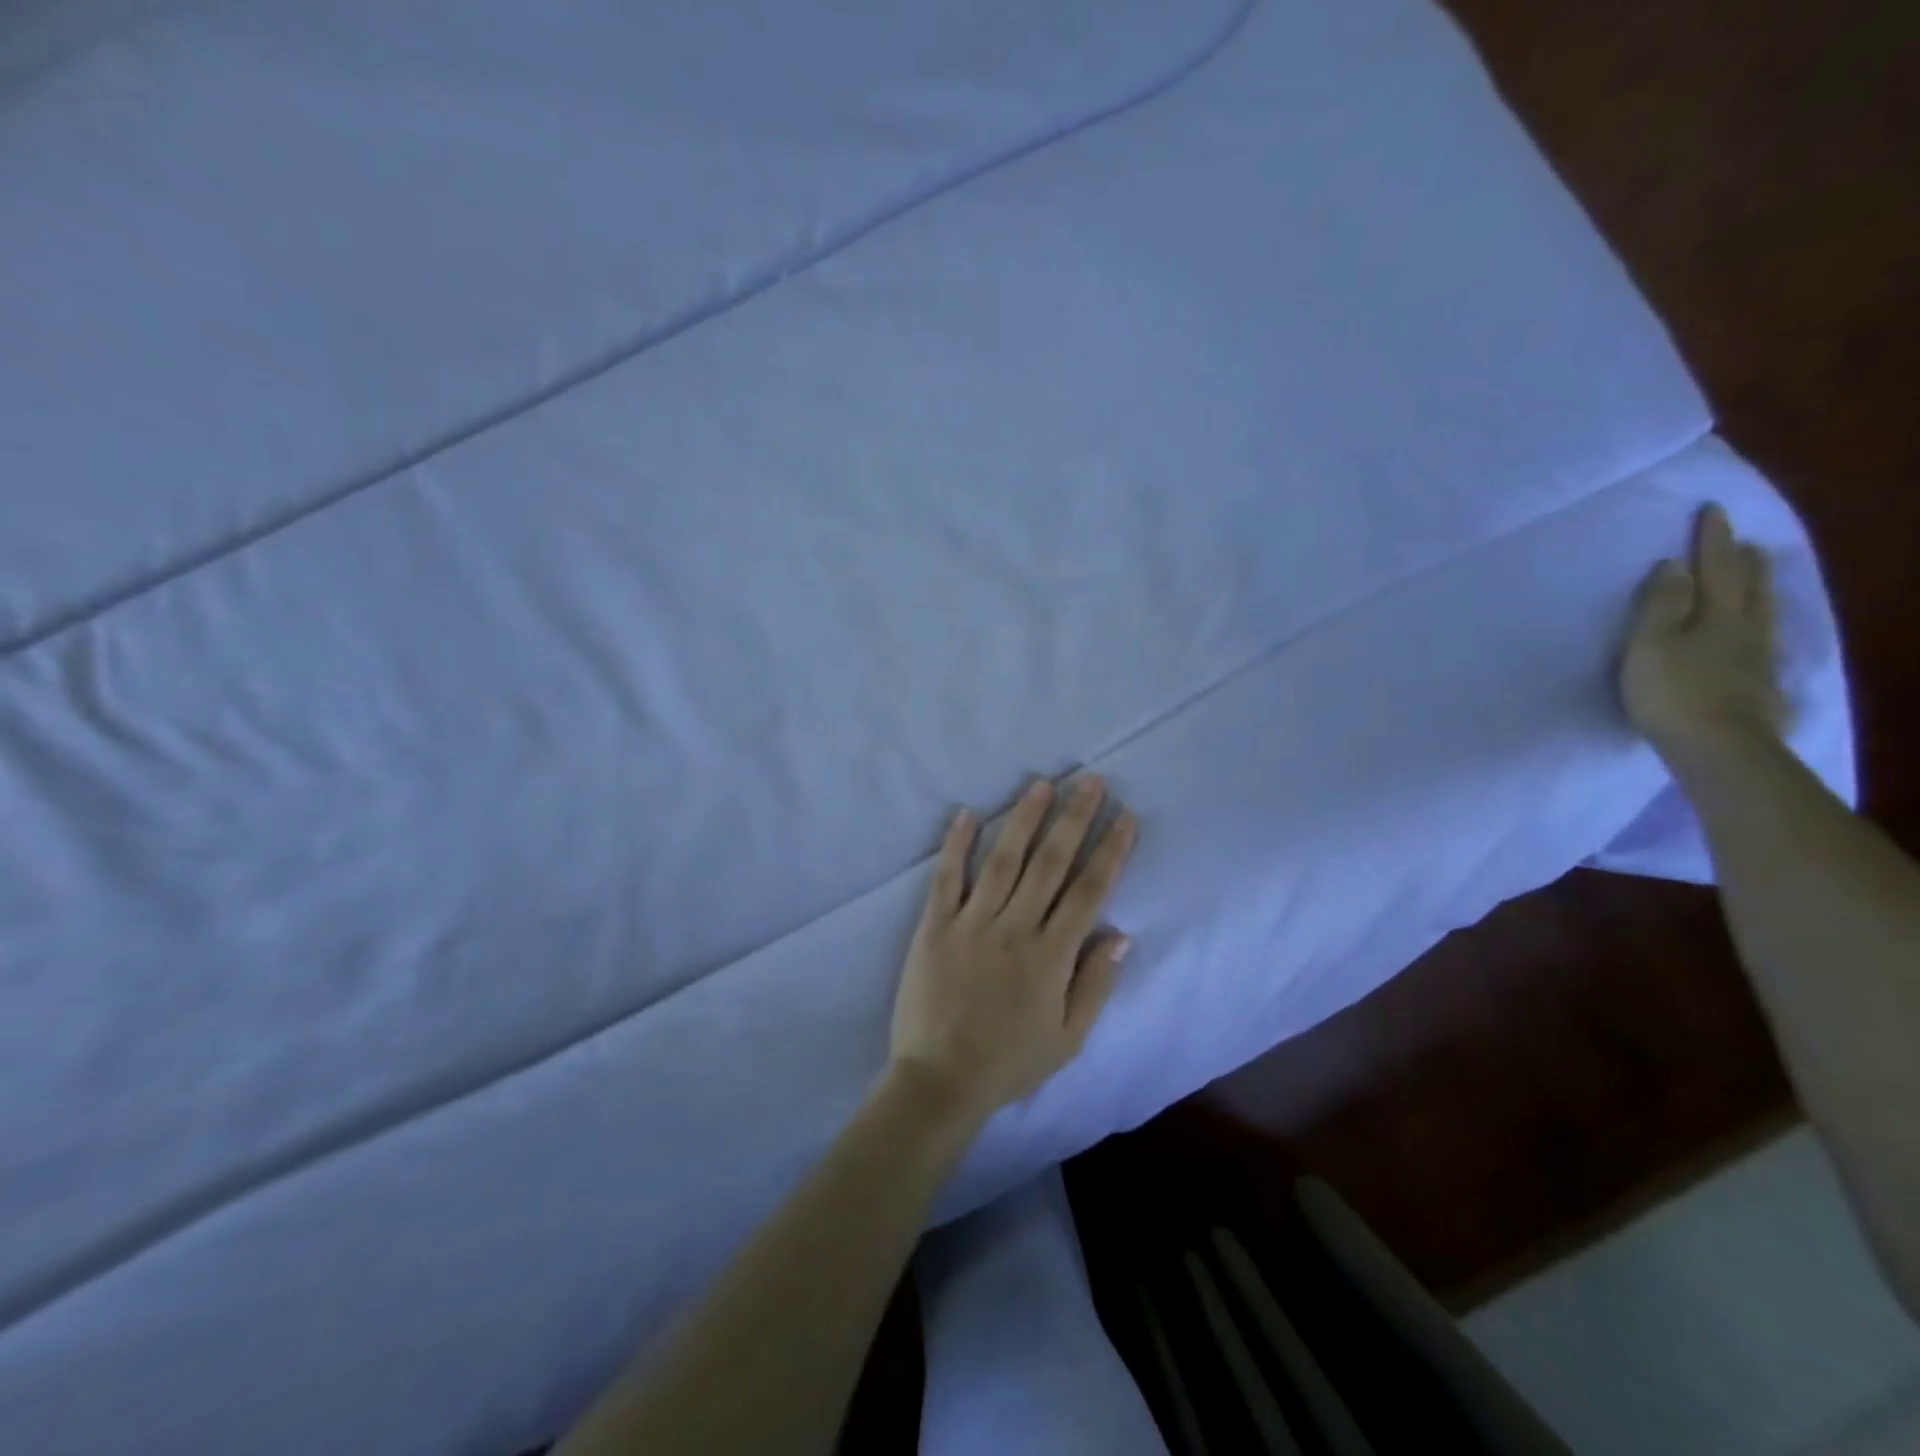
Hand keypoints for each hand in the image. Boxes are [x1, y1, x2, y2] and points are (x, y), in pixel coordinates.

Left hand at [888, 777, 1137, 1124]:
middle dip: (1073, 819)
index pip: (1088, 892)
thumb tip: (1121, 933)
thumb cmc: (1009, 1062)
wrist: (939, 1081)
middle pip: (1050, 864)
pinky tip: (966, 813)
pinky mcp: (934, 926)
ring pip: (1003, 860)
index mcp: (1051, 956)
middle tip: (1090, 781)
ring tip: (1042, 785)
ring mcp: (971, 923)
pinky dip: (956, 844)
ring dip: (1023, 819)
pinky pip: (947, 878)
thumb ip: (1096, 985)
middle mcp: (1015, 929)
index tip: (1125, 817)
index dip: (1110, 851)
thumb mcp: (1068, 1039)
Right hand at [1621, 503, 1788, 764]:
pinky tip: (1759, 632)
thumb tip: (1675, 566)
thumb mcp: (1650, 645)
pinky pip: (1765, 639)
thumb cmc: (1672, 692)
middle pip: (1748, 587)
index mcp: (1717, 615)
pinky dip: (1762, 623)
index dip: (1713, 540)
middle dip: (1744, 562)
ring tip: (1757, 575)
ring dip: (1759, 589)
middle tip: (1744, 542)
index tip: (1712, 511)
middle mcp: (1745, 629)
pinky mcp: (1759, 684)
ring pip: (1762, 612)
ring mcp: (1758, 658)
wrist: (1717, 747)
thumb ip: (1660, 605)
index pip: (1716, 568)